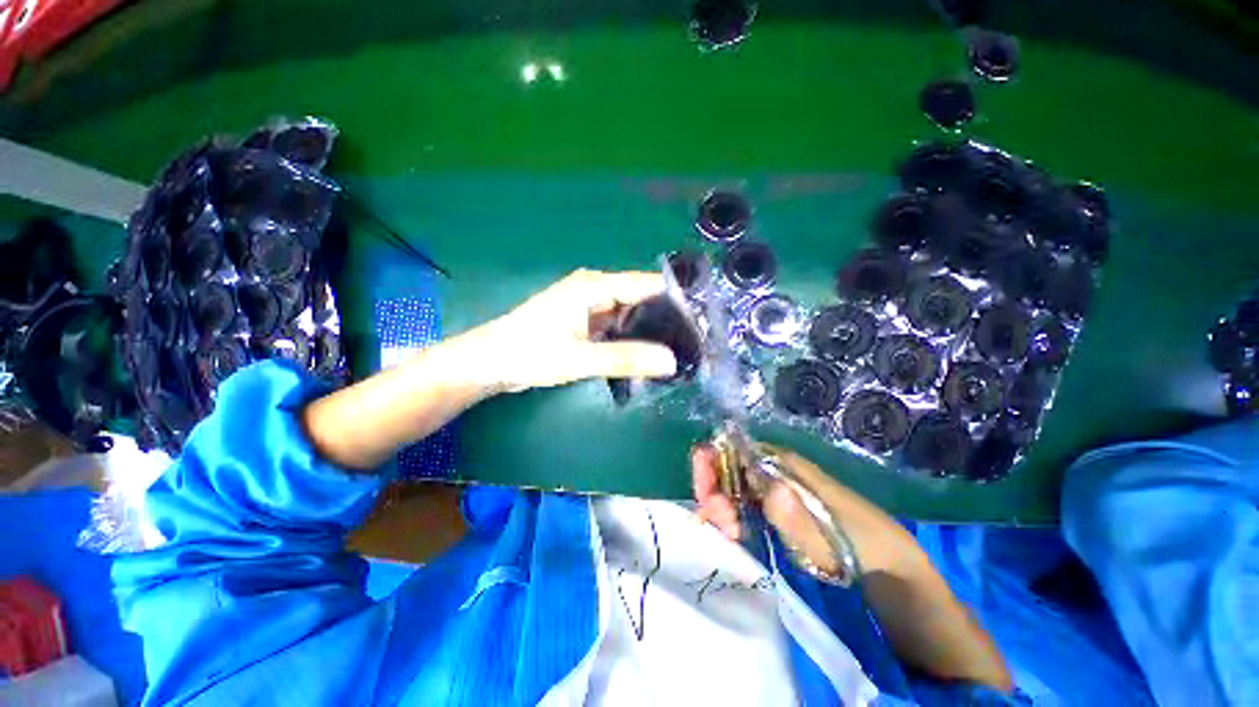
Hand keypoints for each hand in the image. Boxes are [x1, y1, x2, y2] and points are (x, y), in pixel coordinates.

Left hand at [473, 269, 678, 392]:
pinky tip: (647, 355)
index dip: (676, 298)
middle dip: (666, 318)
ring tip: (678, 350)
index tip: (702, 319)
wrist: (489, 364)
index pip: (647, 284)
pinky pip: (616, 327)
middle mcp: (595, 291)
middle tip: (694, 342)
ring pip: (630, 315)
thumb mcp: (579, 358)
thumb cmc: (529, 354)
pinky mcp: (585, 324)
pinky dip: (631, 338)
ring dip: (649, 330)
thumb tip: (671, 362)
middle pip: (641, 298)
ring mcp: (590, 308)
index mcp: (594, 287)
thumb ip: (625, 359)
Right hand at [691, 443, 845, 575]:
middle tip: (722, 525)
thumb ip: (789, 511)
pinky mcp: (773, 504)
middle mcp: (770, 467)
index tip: (706, 497)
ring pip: (729, 485)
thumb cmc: (852, 541)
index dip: (709, 464)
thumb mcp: (821, 531)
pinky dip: (730, 515)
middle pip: (724, 466)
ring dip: (719, 507)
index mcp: (780, 461)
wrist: (881, 560)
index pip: (730, 448)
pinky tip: (734, 533)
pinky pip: (740, 501)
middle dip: (712, 492)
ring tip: (732, 534)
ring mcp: (770, 485)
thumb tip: (758, 481)